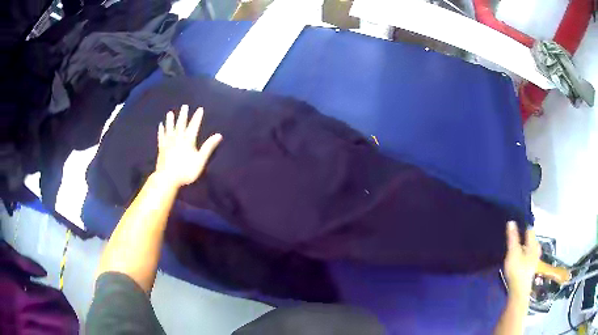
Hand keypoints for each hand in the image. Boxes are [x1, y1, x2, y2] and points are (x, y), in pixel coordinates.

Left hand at [156, 105, 221, 186]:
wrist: (167, 178)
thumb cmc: (185, 171)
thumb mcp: (200, 160)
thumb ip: (208, 147)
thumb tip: (219, 135)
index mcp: (188, 140)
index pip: (194, 126)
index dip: (197, 117)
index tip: (200, 109)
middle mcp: (178, 138)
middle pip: (181, 124)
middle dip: (183, 115)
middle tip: (184, 106)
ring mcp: (168, 143)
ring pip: (170, 128)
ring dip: (170, 120)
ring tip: (170, 113)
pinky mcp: (161, 148)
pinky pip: (161, 137)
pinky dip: (161, 130)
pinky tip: (160, 126)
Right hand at [503, 221, 540, 299]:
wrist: (518, 292)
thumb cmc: (517, 270)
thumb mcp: (513, 253)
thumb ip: (512, 238)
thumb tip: (511, 221)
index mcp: (533, 244)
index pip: (530, 230)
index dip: (523, 226)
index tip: (516, 225)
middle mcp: (536, 251)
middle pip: (531, 240)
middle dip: (525, 237)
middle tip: (516, 237)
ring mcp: (534, 261)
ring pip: (530, 249)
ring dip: (525, 247)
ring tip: (517, 248)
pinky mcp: (530, 270)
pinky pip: (528, 257)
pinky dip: (524, 255)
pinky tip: (519, 259)